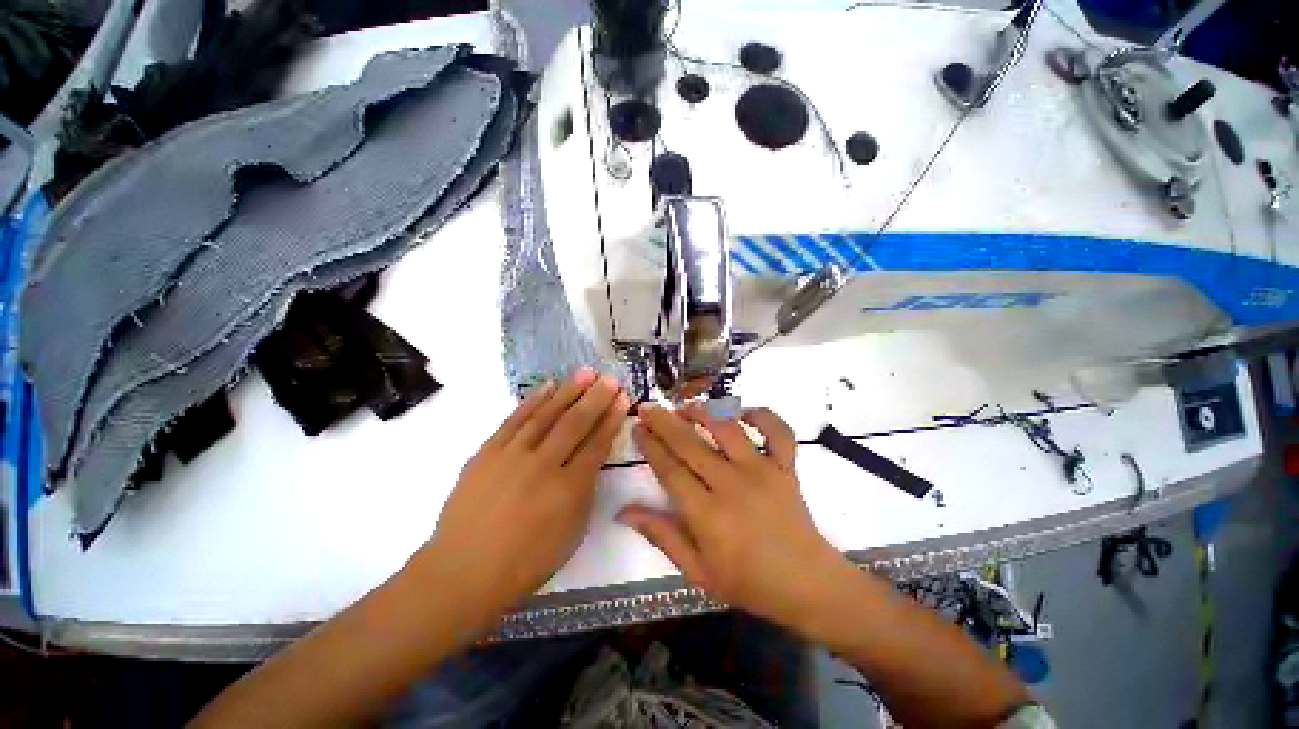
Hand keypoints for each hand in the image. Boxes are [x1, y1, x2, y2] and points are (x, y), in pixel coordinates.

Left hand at [418, 368, 627, 625]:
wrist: (462, 571)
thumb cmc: (525, 562)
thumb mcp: (571, 533)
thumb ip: (584, 491)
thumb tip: (590, 459)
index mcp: (568, 490)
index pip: (596, 445)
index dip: (611, 420)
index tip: (622, 398)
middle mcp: (543, 466)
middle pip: (575, 423)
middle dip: (596, 398)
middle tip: (610, 378)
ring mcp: (512, 456)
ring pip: (546, 415)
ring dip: (568, 391)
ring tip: (585, 372)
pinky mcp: (487, 452)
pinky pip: (514, 420)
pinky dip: (533, 400)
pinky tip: (547, 386)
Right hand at [619, 405, 848, 628]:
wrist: (808, 585)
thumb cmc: (748, 582)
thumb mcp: (697, 572)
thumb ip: (662, 536)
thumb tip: (623, 511)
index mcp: (708, 515)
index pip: (670, 470)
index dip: (650, 445)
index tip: (637, 427)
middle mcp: (732, 485)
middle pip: (690, 444)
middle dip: (665, 422)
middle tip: (648, 407)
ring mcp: (762, 471)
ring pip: (727, 429)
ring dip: (703, 412)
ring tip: (685, 406)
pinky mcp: (786, 466)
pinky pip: (777, 431)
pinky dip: (762, 415)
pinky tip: (743, 413)